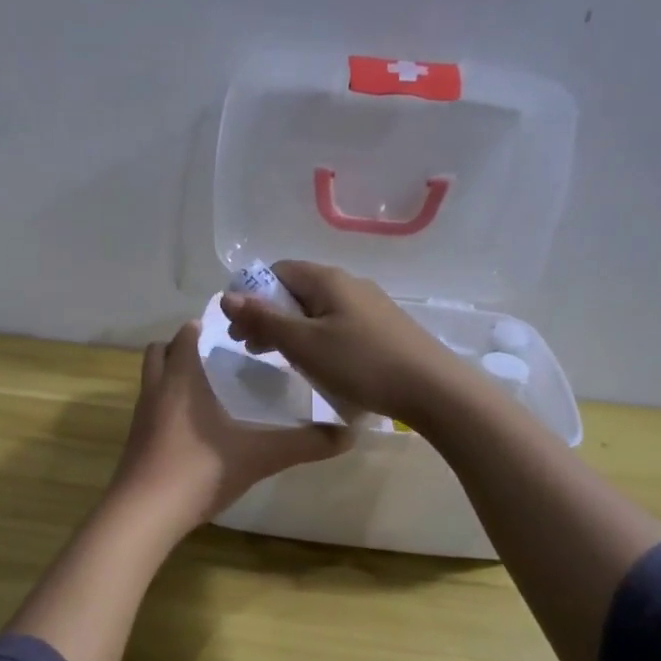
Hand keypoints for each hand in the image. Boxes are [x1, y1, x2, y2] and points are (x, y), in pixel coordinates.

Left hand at [109, 320, 351, 530]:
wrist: (144, 514)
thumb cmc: (199, 470)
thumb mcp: (258, 456)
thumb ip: (302, 444)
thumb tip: (347, 435)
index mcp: (182, 378)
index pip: (185, 335)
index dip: (202, 327)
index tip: (230, 331)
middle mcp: (156, 389)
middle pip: (159, 352)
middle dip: (182, 348)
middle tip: (216, 359)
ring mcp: (140, 417)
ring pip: (152, 381)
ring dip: (172, 377)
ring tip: (207, 392)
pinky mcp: (134, 442)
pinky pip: (150, 410)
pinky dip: (167, 407)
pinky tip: (193, 430)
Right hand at [220, 260, 459, 422]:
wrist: (433, 389)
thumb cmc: (361, 363)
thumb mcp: (304, 344)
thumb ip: (264, 319)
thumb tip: (227, 295)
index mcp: (327, 279)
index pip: (277, 271)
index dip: (251, 295)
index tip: (238, 328)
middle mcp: (348, 283)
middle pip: (296, 290)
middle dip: (268, 315)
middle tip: (251, 348)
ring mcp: (369, 305)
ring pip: (316, 310)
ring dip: (290, 330)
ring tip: (277, 359)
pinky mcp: (382, 328)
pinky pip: (336, 324)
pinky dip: (315, 338)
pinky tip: (316, 364)